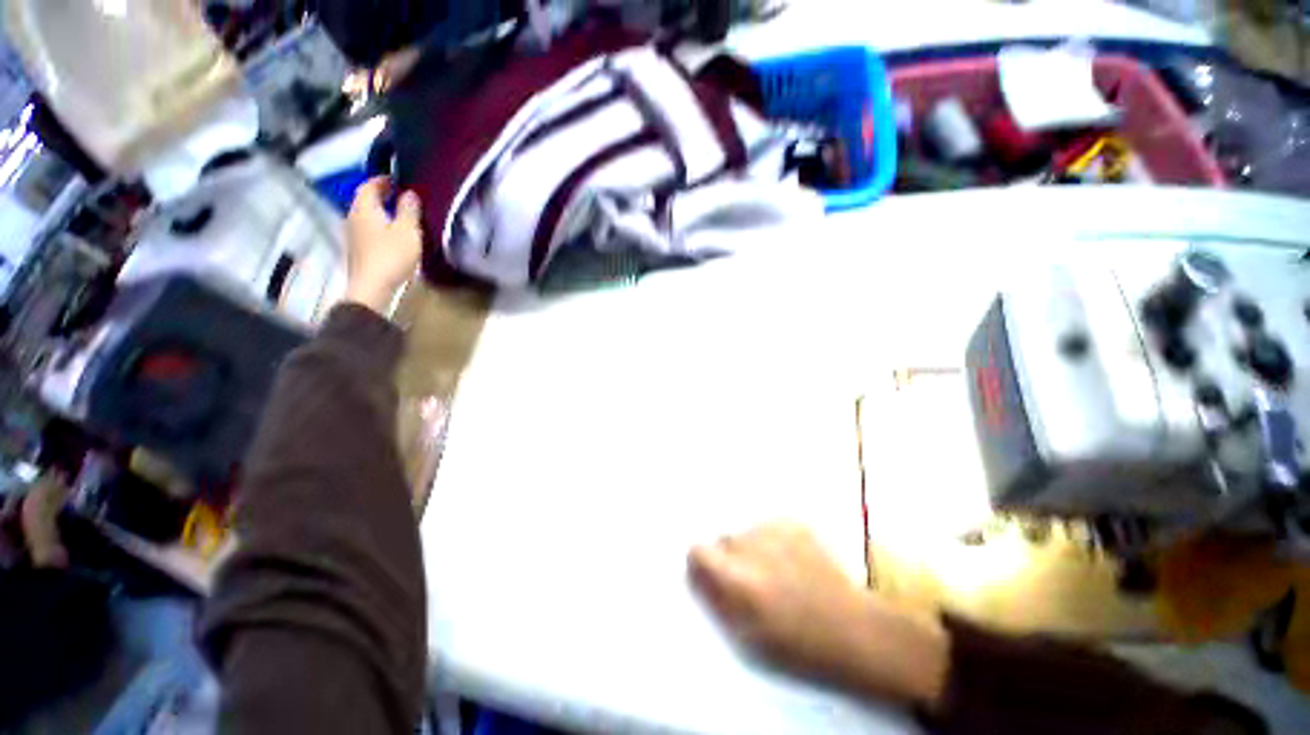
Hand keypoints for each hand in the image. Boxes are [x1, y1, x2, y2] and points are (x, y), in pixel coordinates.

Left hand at [344, 177, 422, 314]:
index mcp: (364, 208)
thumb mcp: (407, 231)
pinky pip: (368, 231)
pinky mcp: (358, 251)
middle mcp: (353, 218)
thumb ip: (409, 210)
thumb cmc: (391, 255)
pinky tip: (393, 235)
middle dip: (380, 196)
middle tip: (399, 195)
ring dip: (380, 212)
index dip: (381, 180)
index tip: (396, 179)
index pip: (368, 186)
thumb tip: (409, 194)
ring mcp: (353, 236)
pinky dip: (379, 227)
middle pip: (364, 201)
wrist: (373, 287)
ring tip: (399, 215)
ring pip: (366, 216)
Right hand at [689, 523, 948, 708]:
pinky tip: (793, 562)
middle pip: (723, 540)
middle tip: (751, 581)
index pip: (697, 550)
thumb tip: (696, 572)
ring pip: (747, 532)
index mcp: (738, 580)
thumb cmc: (798, 648)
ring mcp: (776, 530)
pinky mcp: (795, 522)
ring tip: (777, 573)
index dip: (701, 563)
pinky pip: (769, 526)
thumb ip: (715, 601)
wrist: (854, 631)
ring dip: (753, 548)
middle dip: (730, 558)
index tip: (711, 576)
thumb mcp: (746, 640)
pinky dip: (774, 541)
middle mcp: (752, 547)